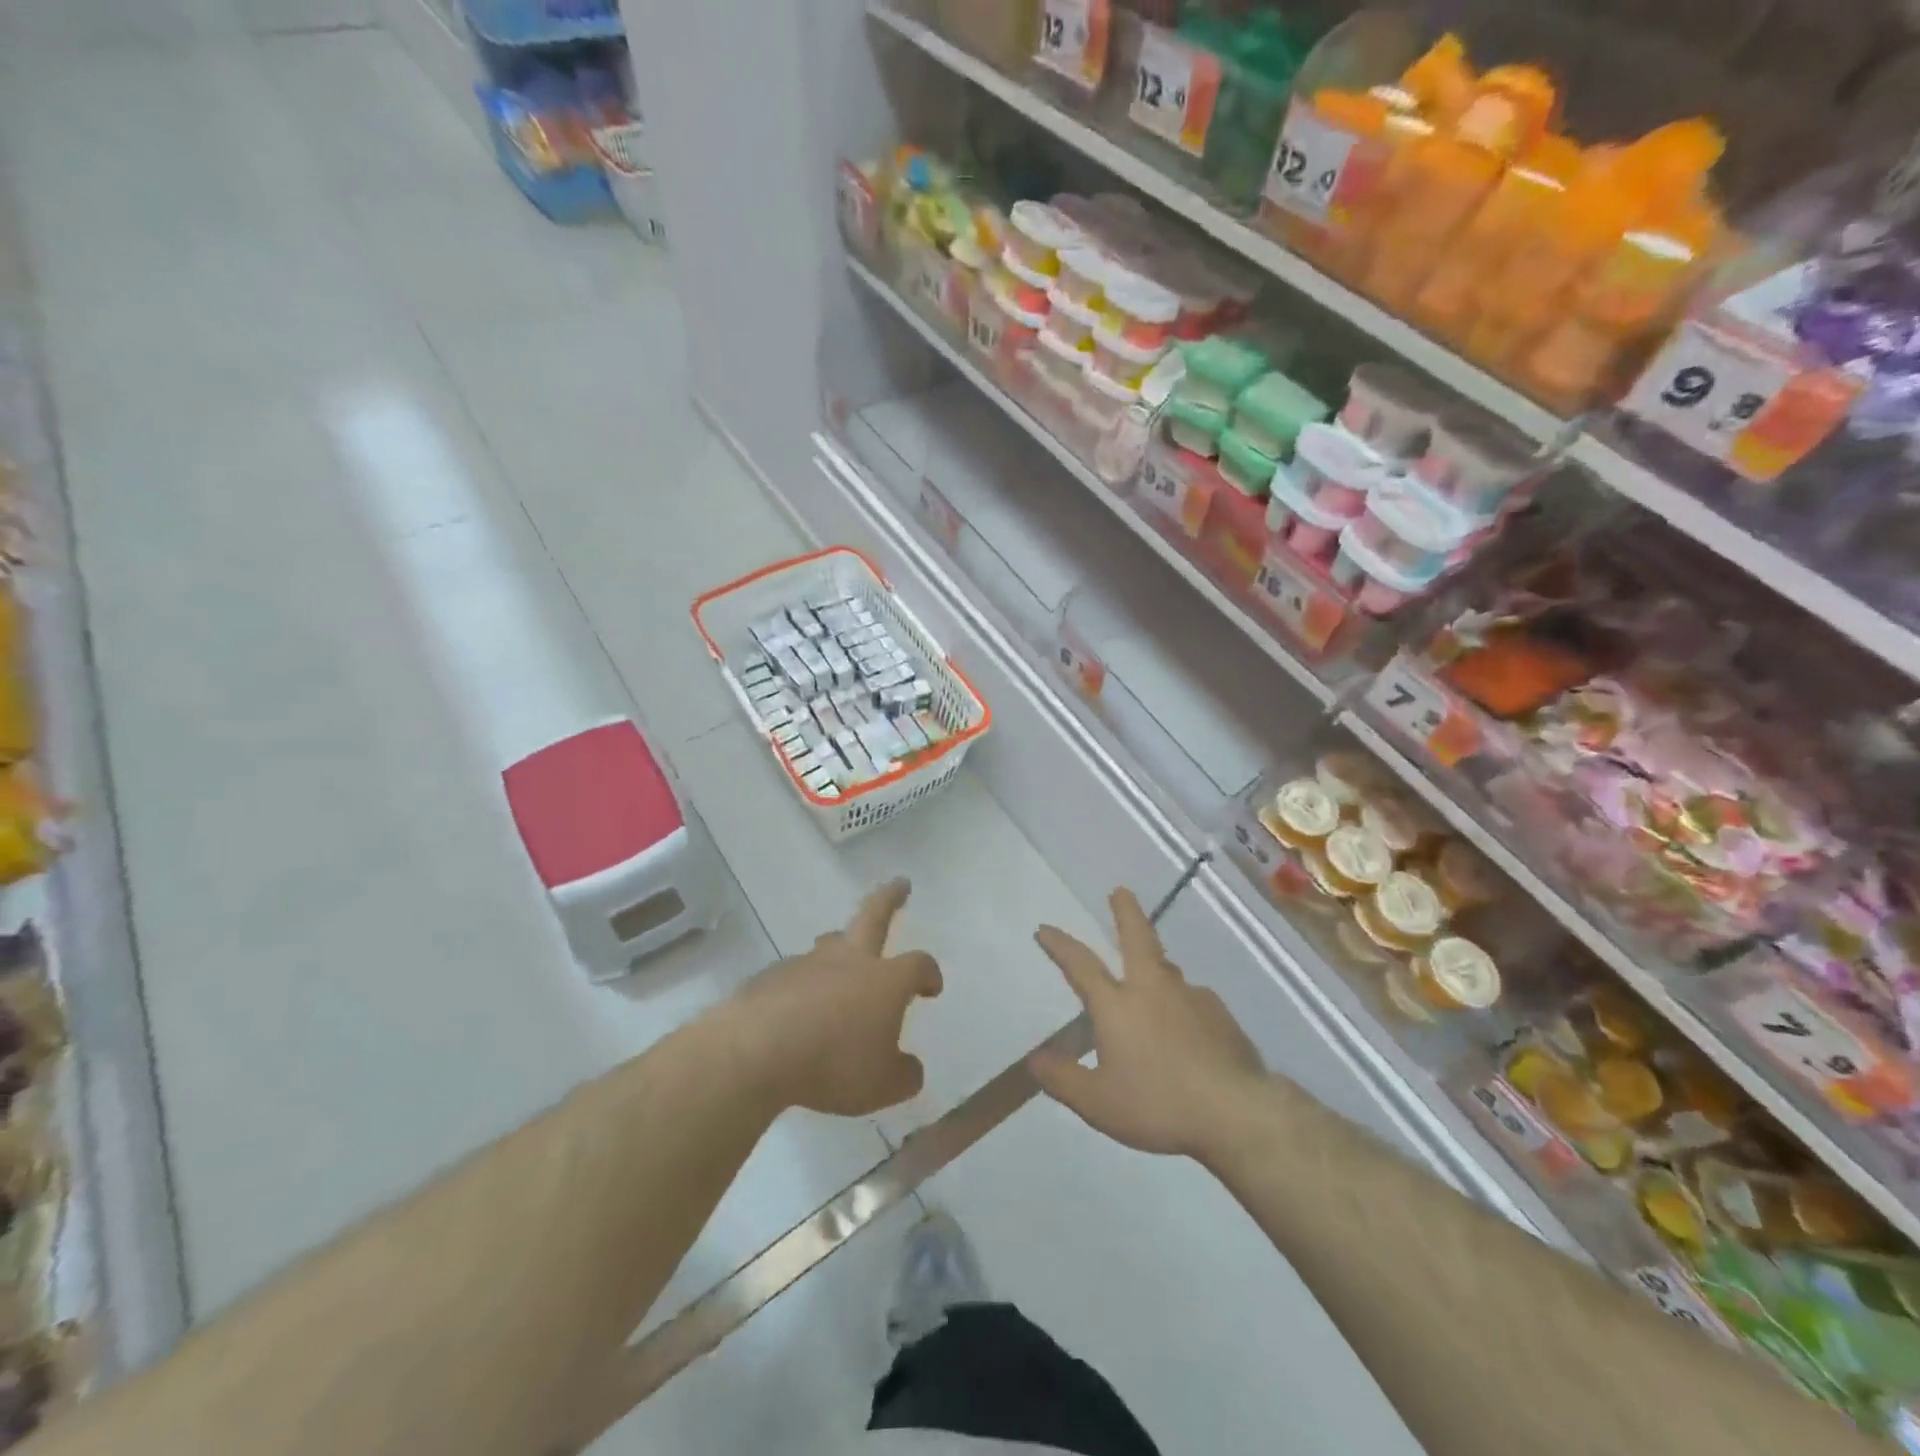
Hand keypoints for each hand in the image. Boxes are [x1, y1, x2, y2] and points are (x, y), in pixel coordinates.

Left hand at [741, 878, 942, 1116]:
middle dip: (890, 898)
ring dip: (841, 944)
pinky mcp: (772, 976)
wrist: (756, 1051)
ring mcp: (808, 963)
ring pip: (830, 942)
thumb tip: (910, 1068)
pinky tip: (797, 1009)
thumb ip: (903, 1075)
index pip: (918, 964)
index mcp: (885, 980)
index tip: (931, 988)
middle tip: (900, 884)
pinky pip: (796, 974)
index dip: (929, 973)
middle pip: (874, 915)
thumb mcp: (882, 1086)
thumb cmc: (833, 1064)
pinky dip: (804, 985)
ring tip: (842, 955)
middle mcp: (849, 960)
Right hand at [1030, 888, 1265, 1158]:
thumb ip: (1063, 1079)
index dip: (1060, 945)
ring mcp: (1190, 997)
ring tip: (1150, 972)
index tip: (1045, 929)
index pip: (1081, 965)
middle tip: (1120, 891)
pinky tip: (1186, 1026)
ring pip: (1167, 968)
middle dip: (1126, 912)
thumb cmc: (1159, 1105)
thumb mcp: (1098, 1103)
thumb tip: (1034, 1060)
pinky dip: (1181, 1003)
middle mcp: (1152, 988)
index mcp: (1117, 1005)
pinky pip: (1192, 1000)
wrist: (1236, 1112)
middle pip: (1137, 937)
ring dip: (1154, 961)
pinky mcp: (1220, 1015)